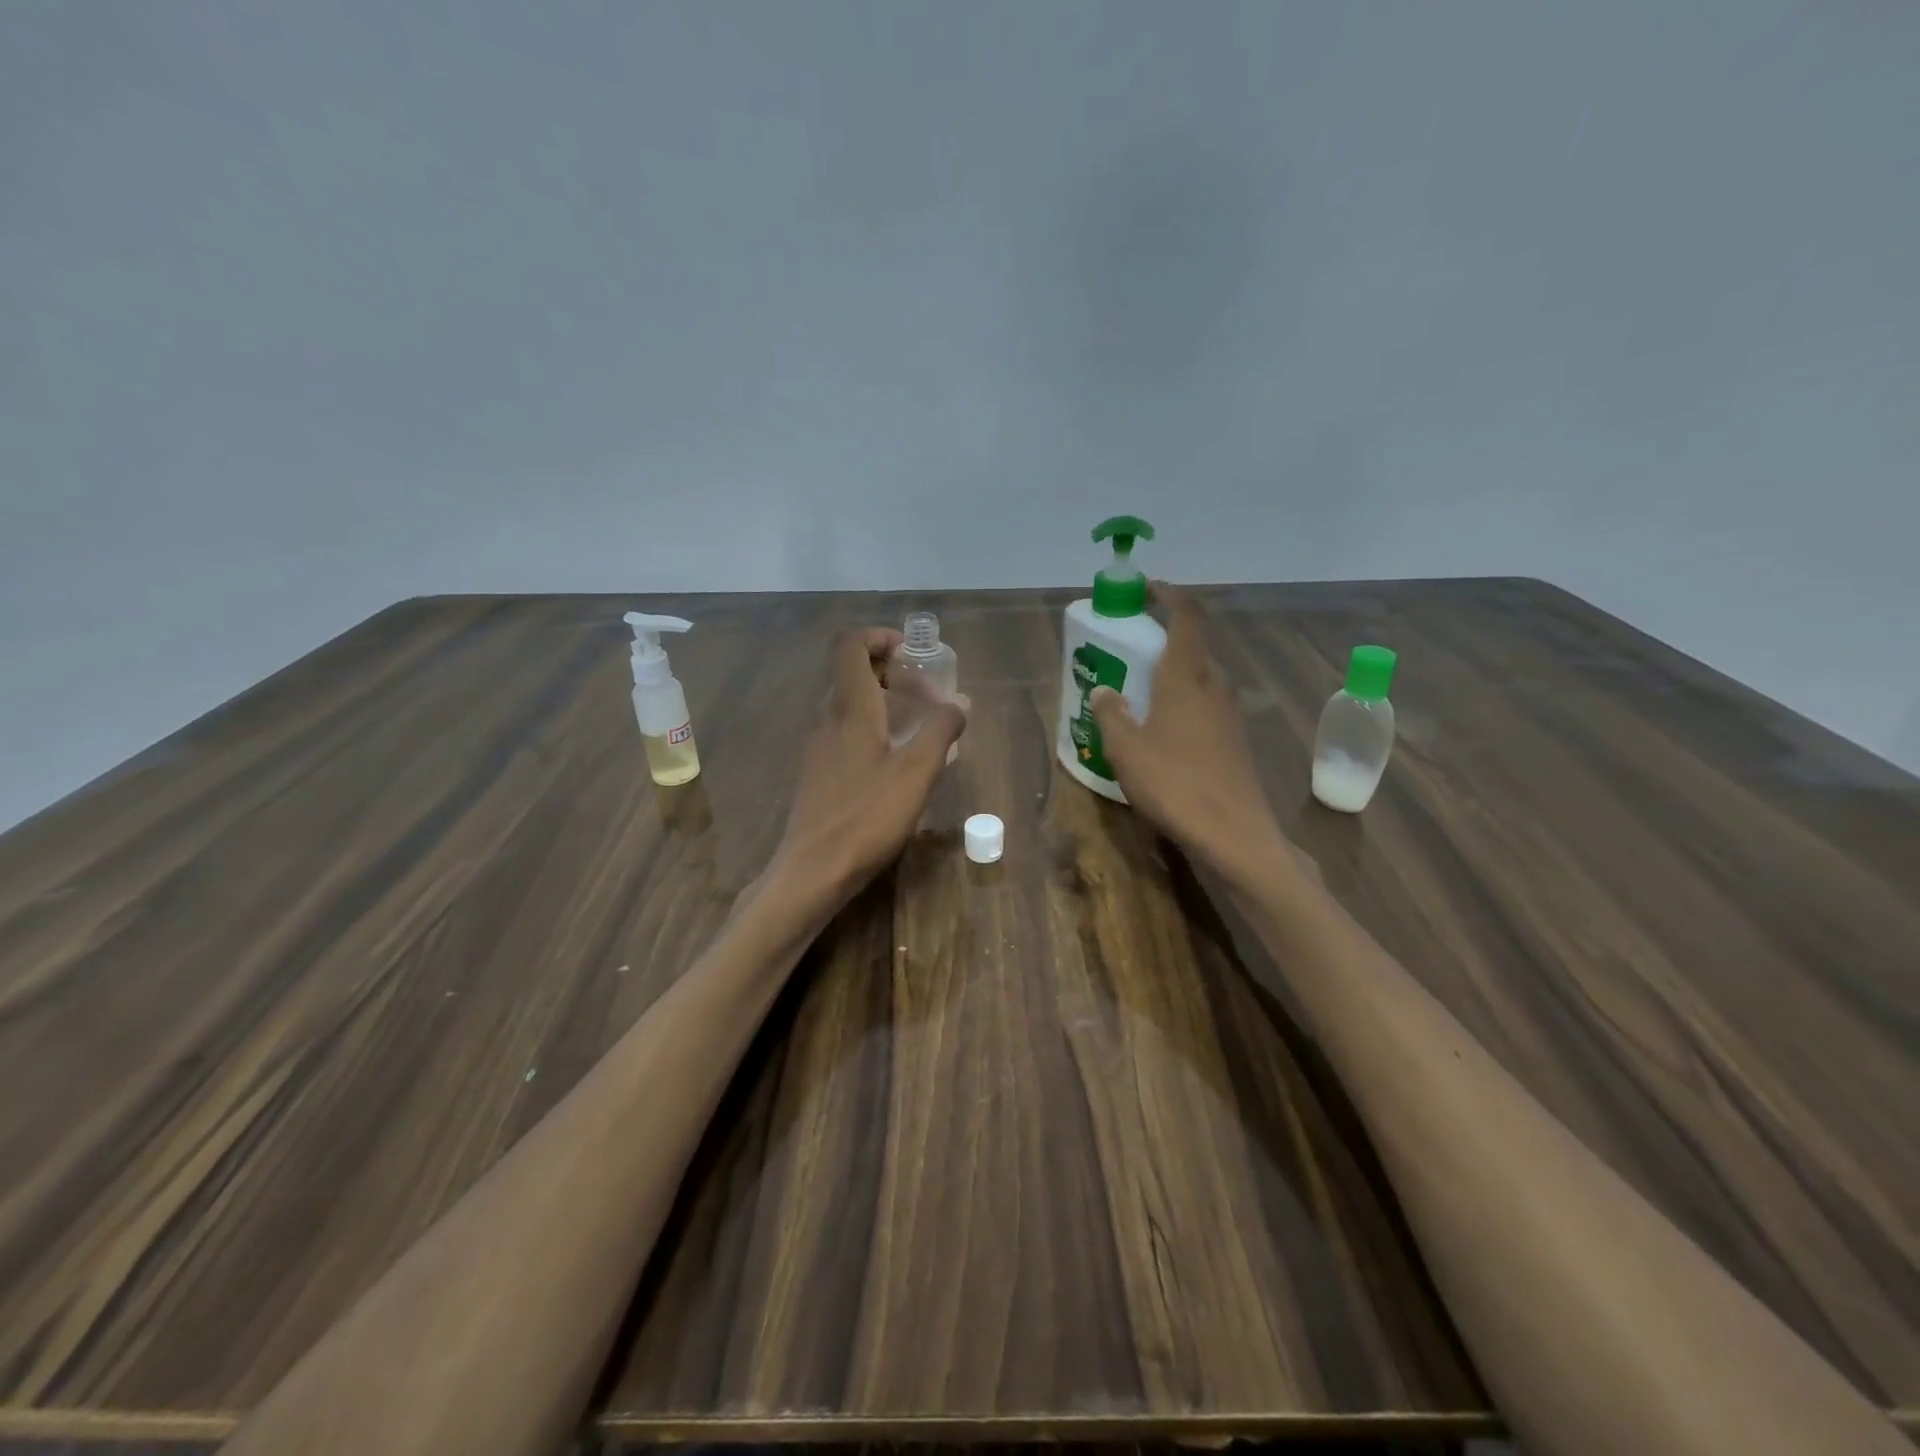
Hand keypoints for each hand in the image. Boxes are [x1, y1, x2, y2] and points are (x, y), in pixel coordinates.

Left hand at [765, 627, 967, 911]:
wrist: (813, 870)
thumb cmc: (867, 816)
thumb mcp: (917, 772)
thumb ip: (941, 730)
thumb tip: (960, 703)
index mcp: (849, 707)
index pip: (850, 644)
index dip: (879, 636)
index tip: (913, 654)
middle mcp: (827, 717)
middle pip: (851, 671)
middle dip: (891, 670)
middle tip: (928, 694)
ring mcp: (818, 745)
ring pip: (849, 703)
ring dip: (884, 701)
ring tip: (920, 727)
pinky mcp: (818, 771)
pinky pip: (846, 730)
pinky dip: (873, 727)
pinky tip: (897, 761)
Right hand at [1089, 584, 1292, 889]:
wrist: (1233, 835)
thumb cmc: (1175, 784)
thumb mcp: (1126, 749)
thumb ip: (1111, 714)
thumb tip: (1104, 690)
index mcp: (1188, 677)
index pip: (1187, 616)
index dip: (1169, 595)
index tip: (1146, 590)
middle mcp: (1215, 687)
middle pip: (1193, 647)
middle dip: (1163, 640)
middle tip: (1128, 650)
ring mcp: (1230, 714)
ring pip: (1200, 678)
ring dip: (1173, 674)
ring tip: (1139, 691)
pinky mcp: (1235, 740)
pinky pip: (1206, 705)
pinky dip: (1183, 702)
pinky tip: (1162, 730)